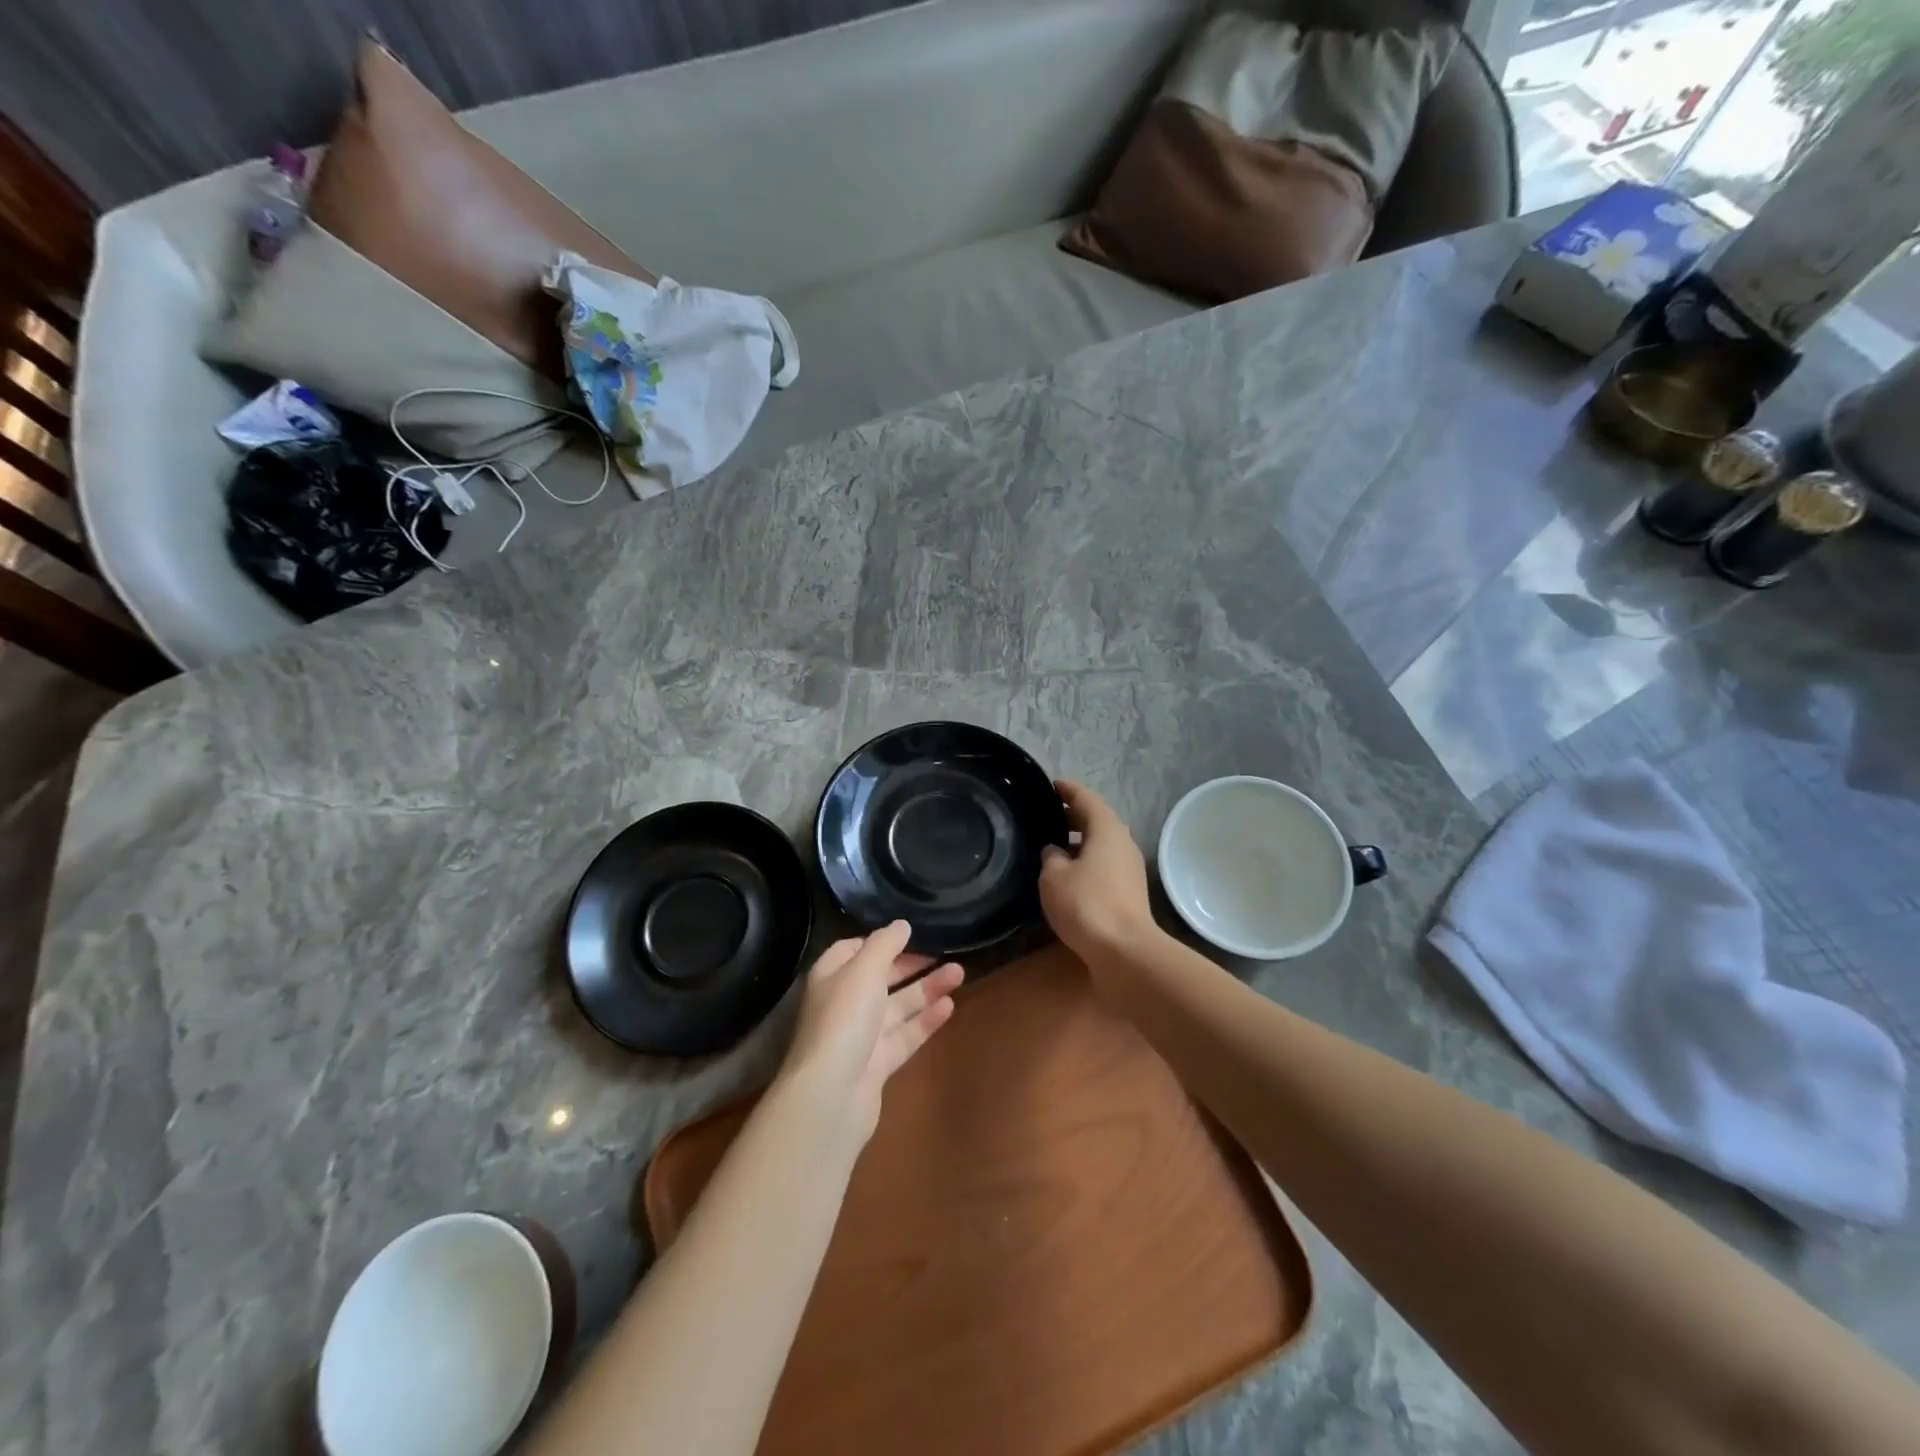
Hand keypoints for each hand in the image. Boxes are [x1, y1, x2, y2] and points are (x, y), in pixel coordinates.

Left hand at [777, 921, 963, 1143]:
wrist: (832, 1094)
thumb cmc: (844, 1019)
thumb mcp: (864, 969)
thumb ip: (885, 944)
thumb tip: (902, 924)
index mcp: (831, 976)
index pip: (854, 949)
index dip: (881, 941)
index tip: (912, 934)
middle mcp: (844, 1003)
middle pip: (880, 977)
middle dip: (912, 964)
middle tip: (946, 952)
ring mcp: (861, 1036)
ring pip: (898, 1006)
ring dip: (927, 988)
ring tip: (960, 972)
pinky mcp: (878, 1064)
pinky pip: (905, 1035)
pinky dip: (926, 1020)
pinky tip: (950, 1006)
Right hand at [1039, 779, 1155, 963]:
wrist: (1125, 952)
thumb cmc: (1087, 904)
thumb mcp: (1054, 877)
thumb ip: (1051, 857)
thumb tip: (1054, 851)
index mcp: (1107, 829)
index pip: (1086, 798)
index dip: (1068, 790)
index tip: (1052, 784)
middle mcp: (1123, 843)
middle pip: (1098, 820)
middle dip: (1073, 814)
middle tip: (1047, 814)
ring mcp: (1130, 869)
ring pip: (1102, 844)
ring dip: (1080, 840)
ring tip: (1053, 844)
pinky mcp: (1129, 892)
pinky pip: (1105, 865)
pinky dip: (1087, 861)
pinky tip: (1068, 874)